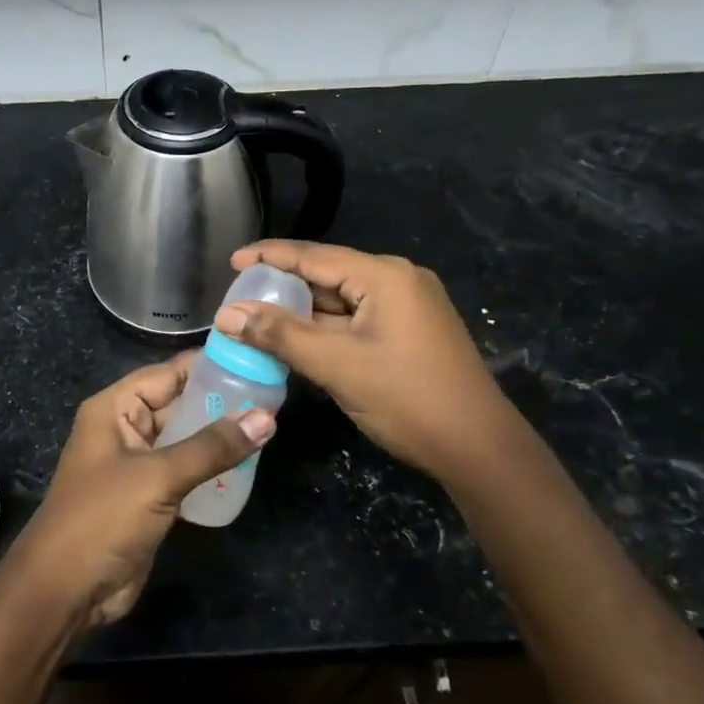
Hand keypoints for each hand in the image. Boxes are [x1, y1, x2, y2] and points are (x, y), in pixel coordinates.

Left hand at [9, 354, 274, 629]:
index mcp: (115, 409)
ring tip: (270, 424)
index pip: (167, 373)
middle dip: (221, 400)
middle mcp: (125, 429)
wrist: (66, 591)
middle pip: (178, 403)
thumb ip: (211, 447)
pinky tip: (248, 464)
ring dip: (219, 435)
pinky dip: (212, 467)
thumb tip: (267, 417)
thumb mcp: (158, 477)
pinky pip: (185, 470)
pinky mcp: (149, 497)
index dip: (209, 365)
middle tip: (274, 395)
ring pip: (185, 438)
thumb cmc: (102, 519)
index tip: (255, 357)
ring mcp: (137, 464)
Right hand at [217, 241, 516, 482]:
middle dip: (283, 288)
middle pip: (327, 275)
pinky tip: (296, 341)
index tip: (231, 261)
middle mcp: (398, 281)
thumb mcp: (336, 365)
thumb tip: (226, 315)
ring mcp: (407, 307)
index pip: (313, 256)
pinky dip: (325, 329)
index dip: (268, 257)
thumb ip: (280, 335)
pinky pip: (356, 320)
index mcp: (385, 276)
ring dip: (302, 312)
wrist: (478, 448)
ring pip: (340, 301)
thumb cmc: (407, 398)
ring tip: (257, 320)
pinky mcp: (409, 332)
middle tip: (239, 300)